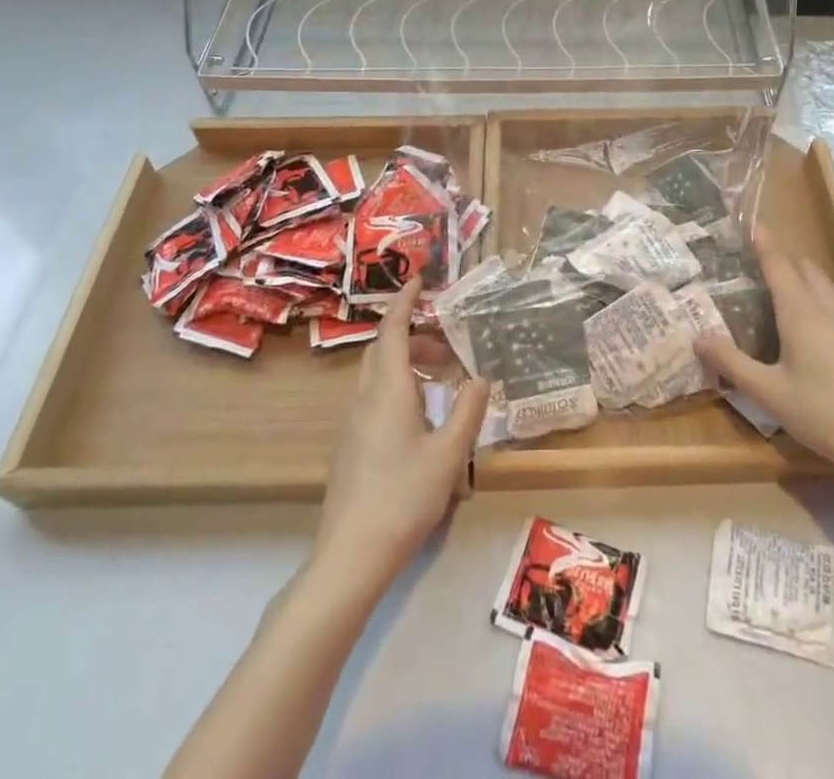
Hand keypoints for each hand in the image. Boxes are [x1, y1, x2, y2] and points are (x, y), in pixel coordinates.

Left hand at [314, 280, 490, 588]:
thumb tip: (482, 377)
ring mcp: (353, 422)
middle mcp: (366, 397)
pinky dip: (398, 386)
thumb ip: (468, 411)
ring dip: (407, 362)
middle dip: (414, 334)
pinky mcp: (351, 445)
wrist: (351, 554)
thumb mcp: (449, 454)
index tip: (419, 280)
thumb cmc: (404, 496)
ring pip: (378, 374)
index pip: (393, 329)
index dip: (405, 301)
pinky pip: (374, 396)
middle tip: (447, 342)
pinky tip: (421, 414)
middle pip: (384, 349)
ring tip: (441, 377)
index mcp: (388, 389)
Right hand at [695, 233, 833, 489]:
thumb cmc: (824, 413)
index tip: (749, 223)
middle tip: (754, 260)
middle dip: (780, 256)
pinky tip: (811, 321)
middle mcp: (827, 305)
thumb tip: (698, 337)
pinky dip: (817, 294)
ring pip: (822, 282)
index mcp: (801, 311)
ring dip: (801, 275)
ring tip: (779, 287)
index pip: (778, 263)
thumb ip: (731, 363)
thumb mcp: (769, 393)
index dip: (763, 241)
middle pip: (803, 266)